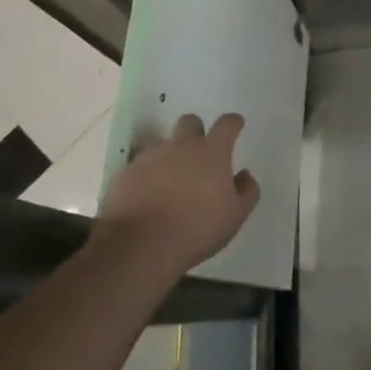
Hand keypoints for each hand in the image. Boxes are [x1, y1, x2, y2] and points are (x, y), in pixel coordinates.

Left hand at [96, 114, 258, 274]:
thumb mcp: (235, 217)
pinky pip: (137, 166)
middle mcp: (180, 147)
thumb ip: (246, 191)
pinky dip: (144, 176)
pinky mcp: (124, 174)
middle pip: (189, 122)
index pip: (227, 124)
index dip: (233, 123)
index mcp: (212, 153)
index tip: (236, 126)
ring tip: (168, 180)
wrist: (139, 247)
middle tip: (198, 154)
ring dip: (168, 155)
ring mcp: (149, 158)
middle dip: (196, 131)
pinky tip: (145, 196)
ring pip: (161, 143)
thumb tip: (244, 175)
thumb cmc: (196, 230)